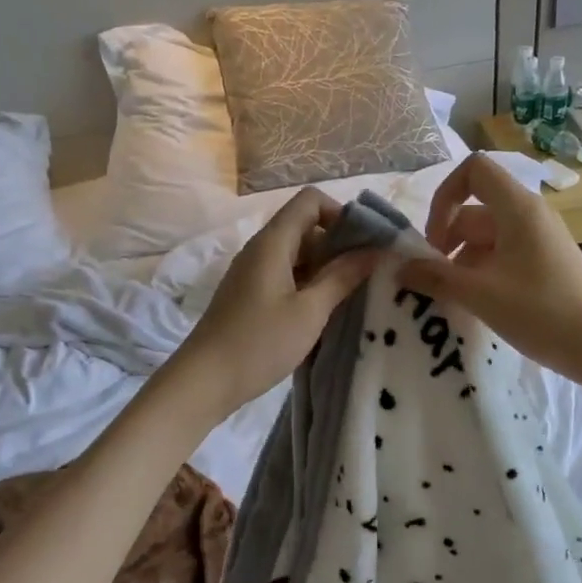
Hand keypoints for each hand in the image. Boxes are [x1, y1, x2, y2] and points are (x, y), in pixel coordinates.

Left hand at [164, 189, 379, 421]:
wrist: (204, 381)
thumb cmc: (260, 343)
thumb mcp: (310, 311)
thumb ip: (343, 277)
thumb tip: (377, 251)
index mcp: (273, 242)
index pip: (310, 201)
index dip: (342, 213)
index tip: (365, 245)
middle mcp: (261, 249)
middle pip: (306, 227)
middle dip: (340, 245)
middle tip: (369, 275)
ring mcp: (253, 273)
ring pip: (298, 255)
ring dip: (327, 269)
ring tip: (354, 295)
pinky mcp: (250, 296)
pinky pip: (287, 277)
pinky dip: (309, 286)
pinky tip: (325, 312)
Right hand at [396, 153, 581, 386]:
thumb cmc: (540, 311)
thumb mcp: (479, 294)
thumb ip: (435, 277)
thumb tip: (399, 268)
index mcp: (517, 208)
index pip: (473, 170)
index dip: (445, 196)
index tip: (433, 239)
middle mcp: (528, 215)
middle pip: (474, 211)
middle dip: (446, 241)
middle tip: (432, 280)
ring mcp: (538, 240)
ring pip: (485, 238)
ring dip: (461, 263)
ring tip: (450, 299)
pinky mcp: (544, 264)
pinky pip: (502, 257)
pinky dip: (481, 274)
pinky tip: (474, 305)